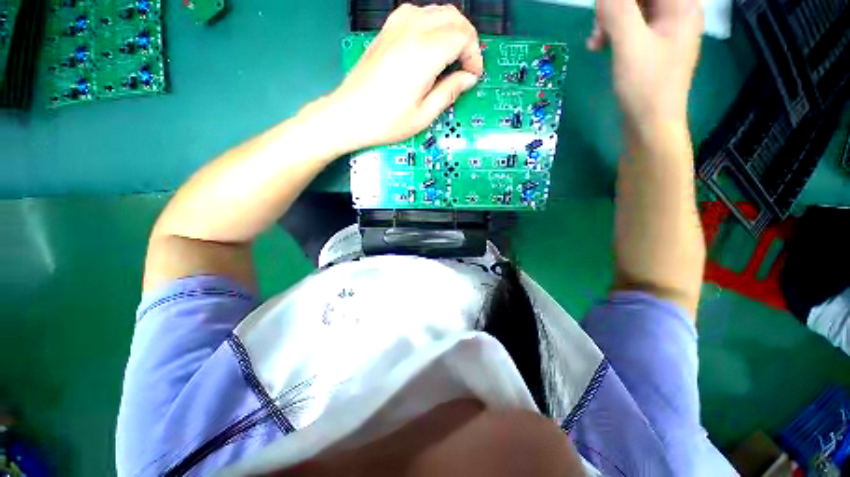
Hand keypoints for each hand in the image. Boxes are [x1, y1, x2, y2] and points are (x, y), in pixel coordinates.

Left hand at [327, 4, 482, 150]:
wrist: (350, 114)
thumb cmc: (385, 121)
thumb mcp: (423, 115)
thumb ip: (449, 92)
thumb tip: (468, 79)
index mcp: (425, 53)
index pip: (463, 36)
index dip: (474, 55)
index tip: (472, 75)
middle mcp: (412, 31)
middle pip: (453, 17)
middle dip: (467, 39)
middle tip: (466, 65)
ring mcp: (396, 27)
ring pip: (436, 11)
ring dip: (451, 30)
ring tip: (452, 57)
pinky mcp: (387, 31)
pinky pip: (417, 13)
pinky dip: (431, 24)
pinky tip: (430, 45)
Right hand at [588, 0, 702, 132]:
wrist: (649, 125)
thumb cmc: (646, 85)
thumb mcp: (629, 44)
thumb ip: (617, 11)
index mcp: (681, 6)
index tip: (604, 11)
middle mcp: (676, 13)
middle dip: (615, 7)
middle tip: (597, 26)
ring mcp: (664, 30)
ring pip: (633, 9)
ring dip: (610, 20)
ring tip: (595, 41)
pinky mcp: (652, 46)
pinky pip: (631, 27)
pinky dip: (613, 33)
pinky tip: (599, 46)